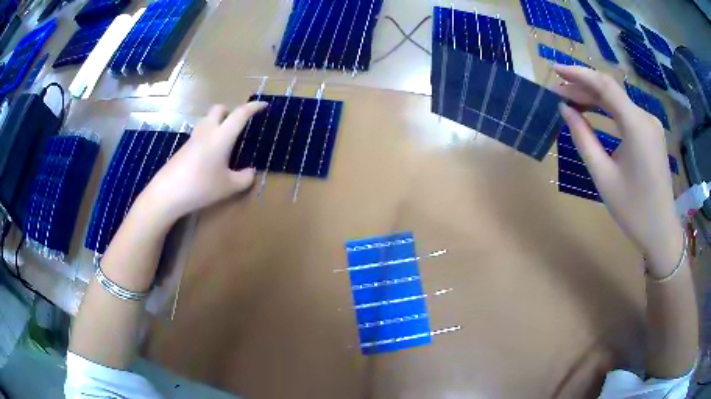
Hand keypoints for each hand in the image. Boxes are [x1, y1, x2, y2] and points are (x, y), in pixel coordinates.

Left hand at [140, 102, 266, 221]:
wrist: (167, 193)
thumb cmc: (201, 186)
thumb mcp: (228, 187)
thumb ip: (244, 178)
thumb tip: (251, 172)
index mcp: (221, 136)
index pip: (240, 114)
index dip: (253, 107)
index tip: (263, 105)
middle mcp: (207, 131)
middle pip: (219, 109)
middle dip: (230, 112)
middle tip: (238, 126)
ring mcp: (193, 139)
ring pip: (207, 120)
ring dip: (218, 123)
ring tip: (225, 142)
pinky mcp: (184, 148)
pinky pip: (200, 134)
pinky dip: (208, 137)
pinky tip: (210, 157)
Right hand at [554, 65, 682, 276]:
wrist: (661, 231)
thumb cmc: (633, 210)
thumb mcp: (603, 176)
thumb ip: (583, 138)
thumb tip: (566, 110)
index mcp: (636, 126)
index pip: (605, 86)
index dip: (578, 73)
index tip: (554, 68)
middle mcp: (646, 118)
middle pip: (611, 91)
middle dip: (583, 88)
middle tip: (558, 92)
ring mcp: (651, 124)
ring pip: (618, 101)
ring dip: (594, 98)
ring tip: (571, 101)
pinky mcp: (651, 132)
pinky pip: (626, 113)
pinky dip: (608, 110)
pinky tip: (594, 113)